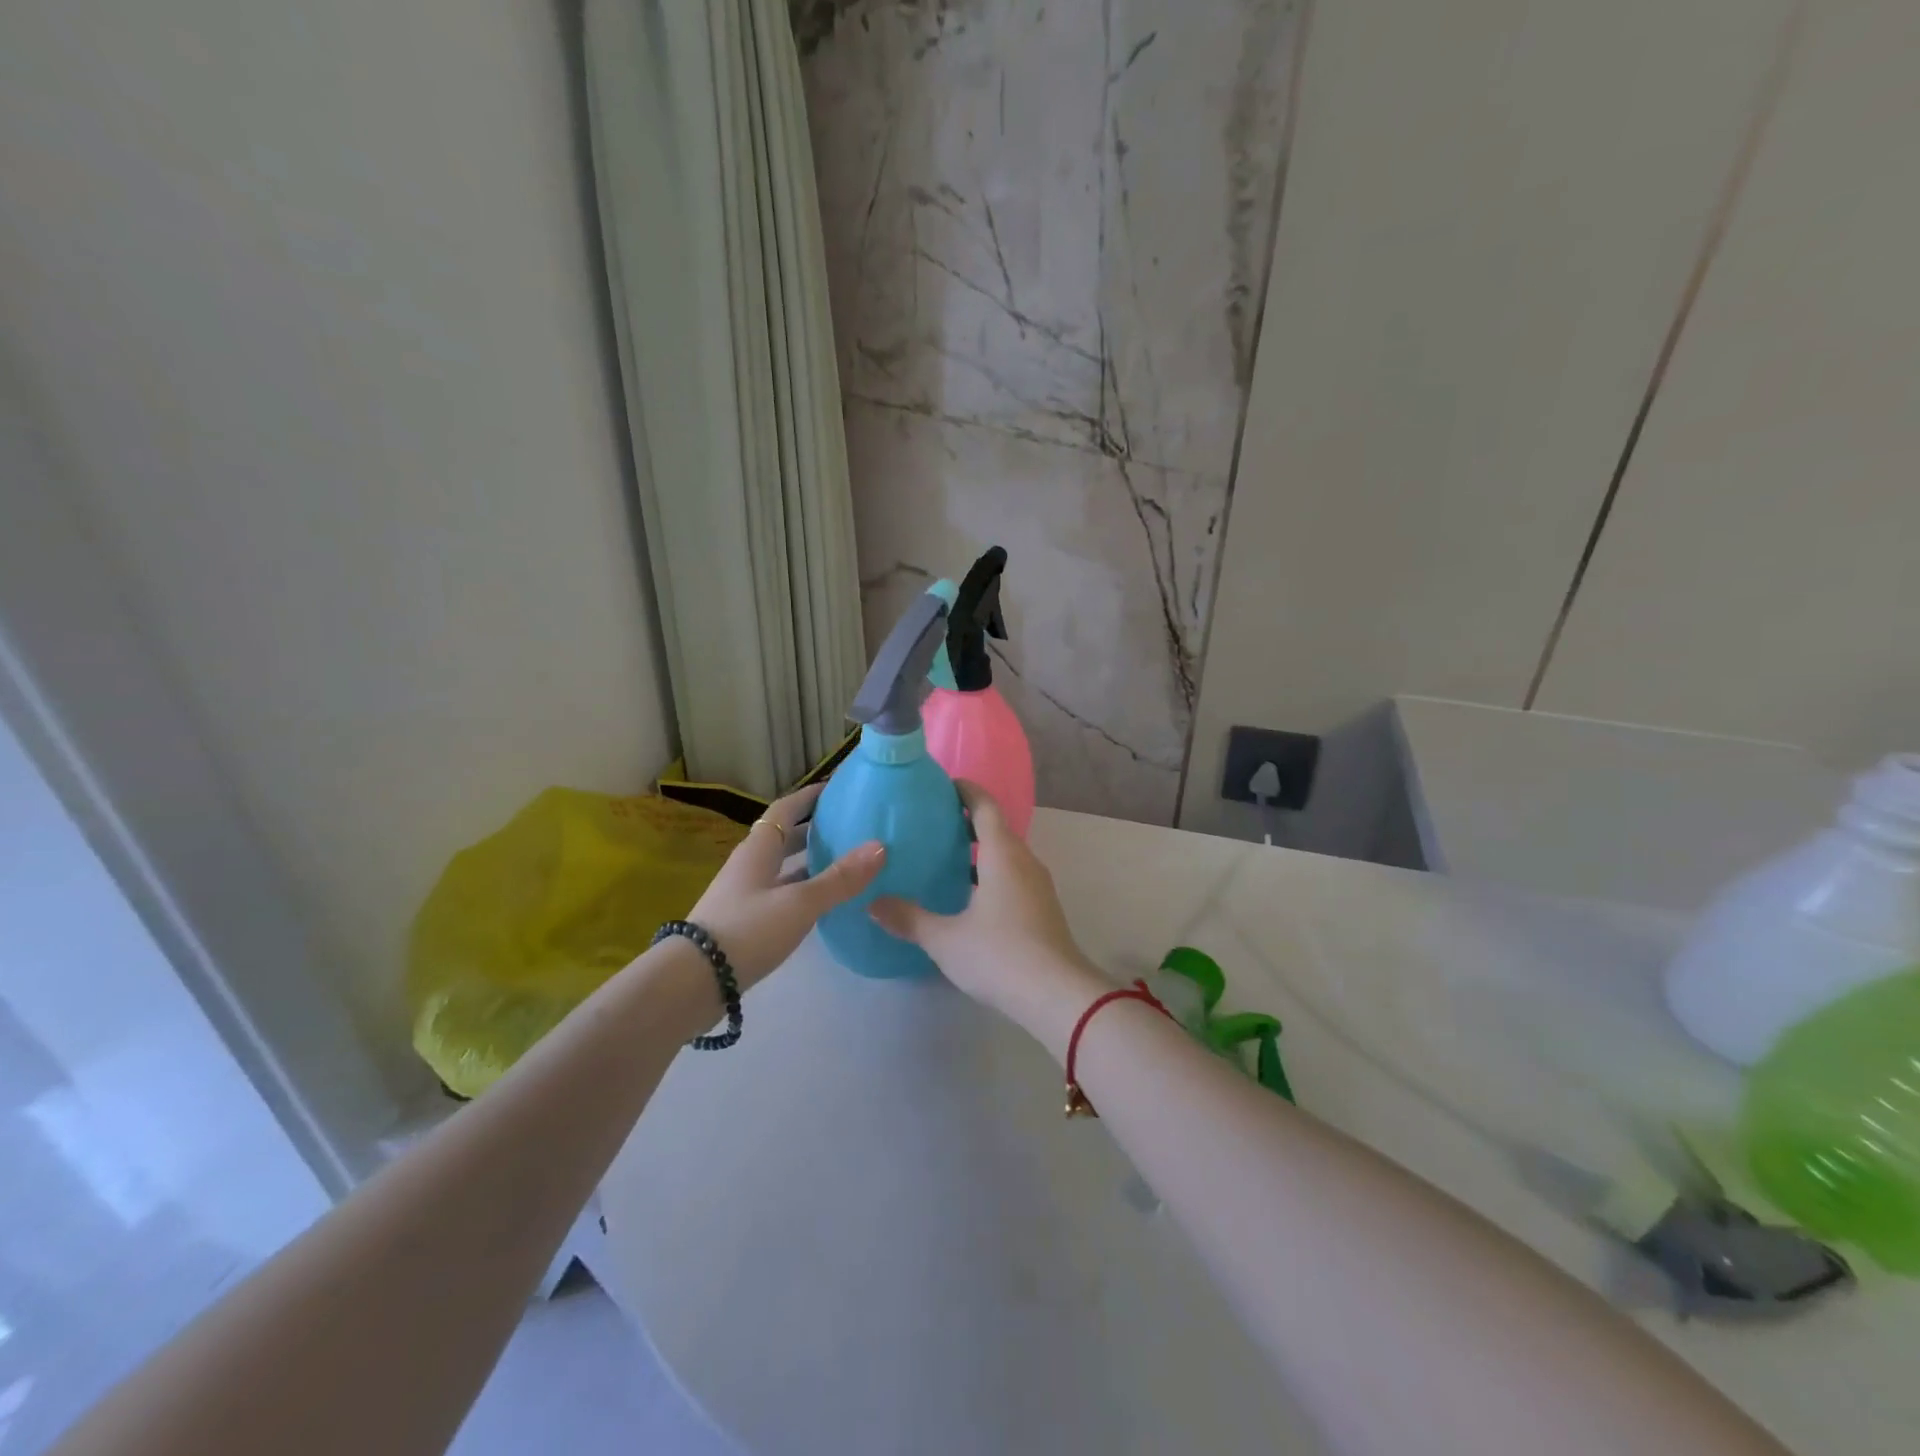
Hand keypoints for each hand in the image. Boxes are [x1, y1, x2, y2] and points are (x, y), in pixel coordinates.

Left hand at [685, 782, 883, 987]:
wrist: (693, 982)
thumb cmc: (747, 930)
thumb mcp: (799, 903)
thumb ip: (839, 878)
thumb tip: (880, 847)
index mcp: (758, 849)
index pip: (785, 808)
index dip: (809, 796)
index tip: (836, 787)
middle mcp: (749, 866)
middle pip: (783, 837)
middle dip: (813, 829)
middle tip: (848, 826)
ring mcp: (744, 895)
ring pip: (782, 868)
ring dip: (809, 862)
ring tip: (844, 863)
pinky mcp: (745, 922)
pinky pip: (780, 894)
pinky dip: (803, 891)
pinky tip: (823, 903)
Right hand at [869, 782, 1105, 1050]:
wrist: (1057, 994)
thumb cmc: (999, 955)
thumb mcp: (945, 939)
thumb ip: (908, 918)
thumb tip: (873, 903)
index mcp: (1002, 854)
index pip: (984, 806)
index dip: (965, 791)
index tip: (942, 785)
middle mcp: (1024, 860)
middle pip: (996, 828)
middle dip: (967, 821)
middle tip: (932, 823)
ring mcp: (1038, 884)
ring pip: (1006, 854)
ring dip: (979, 849)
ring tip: (945, 857)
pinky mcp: (1042, 907)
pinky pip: (1013, 875)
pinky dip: (990, 872)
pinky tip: (969, 895)